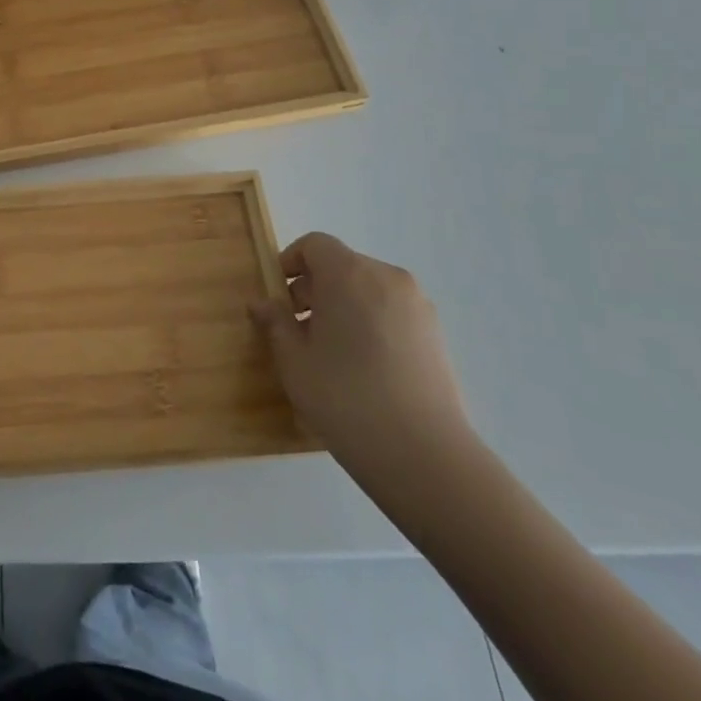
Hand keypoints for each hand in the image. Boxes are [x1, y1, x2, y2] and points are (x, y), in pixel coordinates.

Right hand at [250, 232, 469, 468]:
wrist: (425, 456)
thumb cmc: (346, 397)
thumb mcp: (294, 361)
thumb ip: (276, 323)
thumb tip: (263, 304)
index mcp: (349, 273)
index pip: (315, 244)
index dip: (290, 262)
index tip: (278, 296)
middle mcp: (387, 278)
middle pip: (342, 265)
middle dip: (315, 288)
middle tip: (298, 328)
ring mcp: (418, 307)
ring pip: (368, 289)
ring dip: (343, 306)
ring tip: (330, 352)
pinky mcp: (436, 336)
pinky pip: (391, 312)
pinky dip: (370, 323)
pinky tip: (362, 367)